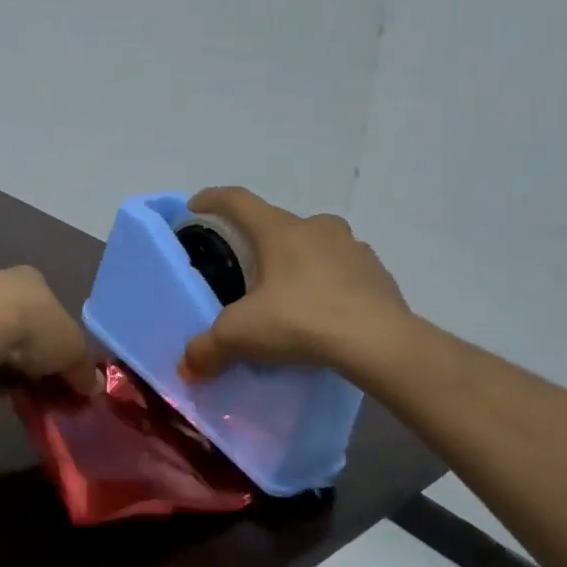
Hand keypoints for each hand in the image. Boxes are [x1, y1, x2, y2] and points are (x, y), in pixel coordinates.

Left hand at [0, 266, 96, 392]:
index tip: (62, 368)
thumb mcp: (73, 351)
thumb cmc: (34, 329)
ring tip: (16, 390)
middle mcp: (2, 282)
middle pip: (25, 324)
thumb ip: (84, 368)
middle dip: (33, 355)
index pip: (52, 308)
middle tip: (41, 384)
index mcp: (34, 278)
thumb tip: (93, 387)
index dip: (60, 339)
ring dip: (8, 365)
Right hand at [178, 188, 407, 379]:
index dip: (212, 200)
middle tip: (246, 268)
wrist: (378, 342)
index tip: (196, 206)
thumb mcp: (240, 335)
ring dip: (298, 261)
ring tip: (287, 294)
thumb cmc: (300, 320)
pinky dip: (328, 284)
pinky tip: (323, 311)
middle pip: (279, 224)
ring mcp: (353, 248)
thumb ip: (206, 349)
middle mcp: (317, 228)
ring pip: (315, 246)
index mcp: (279, 231)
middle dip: (259, 241)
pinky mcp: (378, 274)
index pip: (238, 201)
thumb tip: (188, 367)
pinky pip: (344, 272)